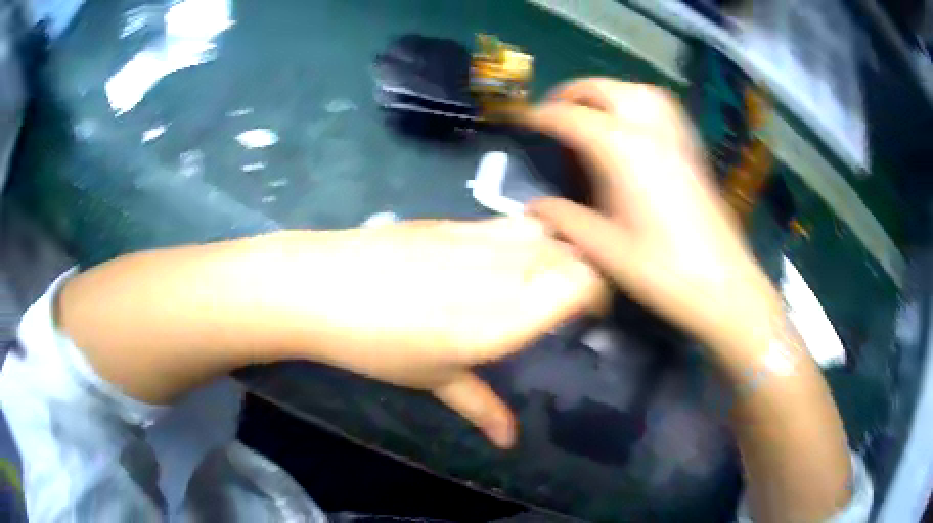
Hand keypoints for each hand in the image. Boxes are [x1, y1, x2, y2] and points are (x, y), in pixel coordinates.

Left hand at [265, 218, 606, 446]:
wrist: (318, 287)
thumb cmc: (375, 345)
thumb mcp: (433, 379)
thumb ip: (482, 406)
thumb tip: (509, 440)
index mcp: (502, 318)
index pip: (582, 285)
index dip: (600, 295)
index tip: (594, 315)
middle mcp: (501, 269)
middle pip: (571, 254)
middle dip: (587, 273)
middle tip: (576, 300)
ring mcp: (477, 237)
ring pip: (547, 230)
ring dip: (561, 250)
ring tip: (549, 274)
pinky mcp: (454, 220)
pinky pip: (511, 221)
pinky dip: (528, 234)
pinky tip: (509, 254)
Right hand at [521, 79, 781, 357]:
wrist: (723, 286)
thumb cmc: (661, 270)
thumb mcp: (604, 249)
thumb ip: (564, 220)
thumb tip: (535, 208)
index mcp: (621, 149)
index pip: (571, 117)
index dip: (542, 116)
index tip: (523, 121)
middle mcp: (648, 129)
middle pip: (604, 89)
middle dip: (571, 93)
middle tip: (553, 112)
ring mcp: (675, 135)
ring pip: (635, 89)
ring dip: (606, 91)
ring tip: (590, 111)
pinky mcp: (691, 148)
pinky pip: (660, 105)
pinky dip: (636, 101)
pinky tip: (631, 124)